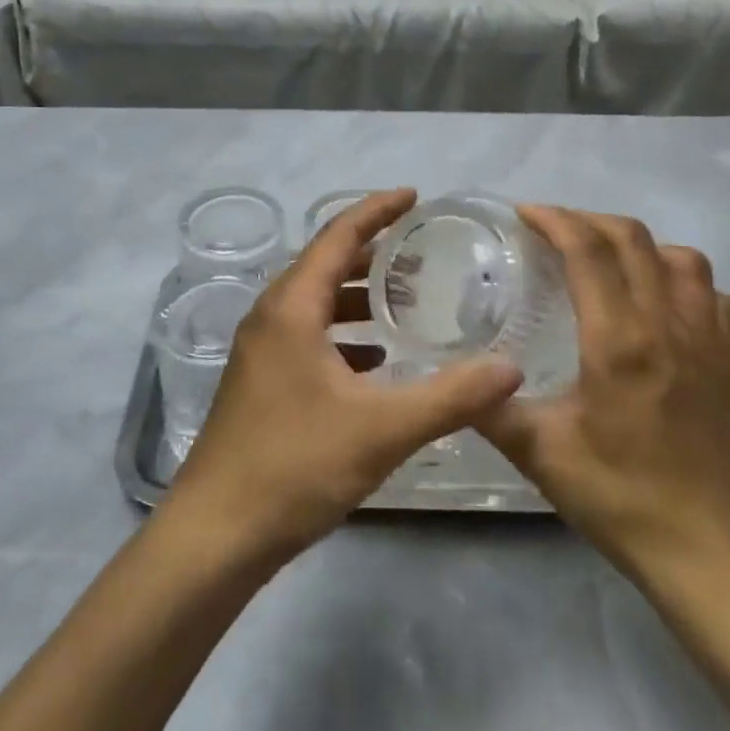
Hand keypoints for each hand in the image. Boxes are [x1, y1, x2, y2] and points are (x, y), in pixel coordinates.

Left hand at [161, 190, 524, 568]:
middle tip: (422, 253)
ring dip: (357, 298)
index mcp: (291, 309)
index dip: (376, 210)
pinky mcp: (262, 385)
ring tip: (406, 302)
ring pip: (315, 306)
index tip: (414, 196)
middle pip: (324, 266)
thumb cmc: (295, 466)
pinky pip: (308, 339)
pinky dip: (344, 337)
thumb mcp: (382, 428)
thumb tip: (511, 368)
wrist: (217, 534)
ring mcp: (261, 354)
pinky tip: (377, 362)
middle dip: (372, 254)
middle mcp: (270, 319)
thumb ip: (452, 396)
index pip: (337, 236)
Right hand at [476, 206, 729, 584]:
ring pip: (681, 257)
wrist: (702, 546)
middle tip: (551, 229)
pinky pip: (712, 294)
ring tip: (604, 258)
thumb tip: (450, 379)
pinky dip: (682, 279)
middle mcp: (667, 324)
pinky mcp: (729, 360)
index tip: (524, 214)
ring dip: (638, 244)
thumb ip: (488, 408)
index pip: (589, 251)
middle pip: (633, 239)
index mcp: (619, 340)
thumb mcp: (537, 452)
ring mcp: (707, 339)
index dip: (555, 220)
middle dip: (587, 220)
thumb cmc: (617, 495)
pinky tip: (659, 301)